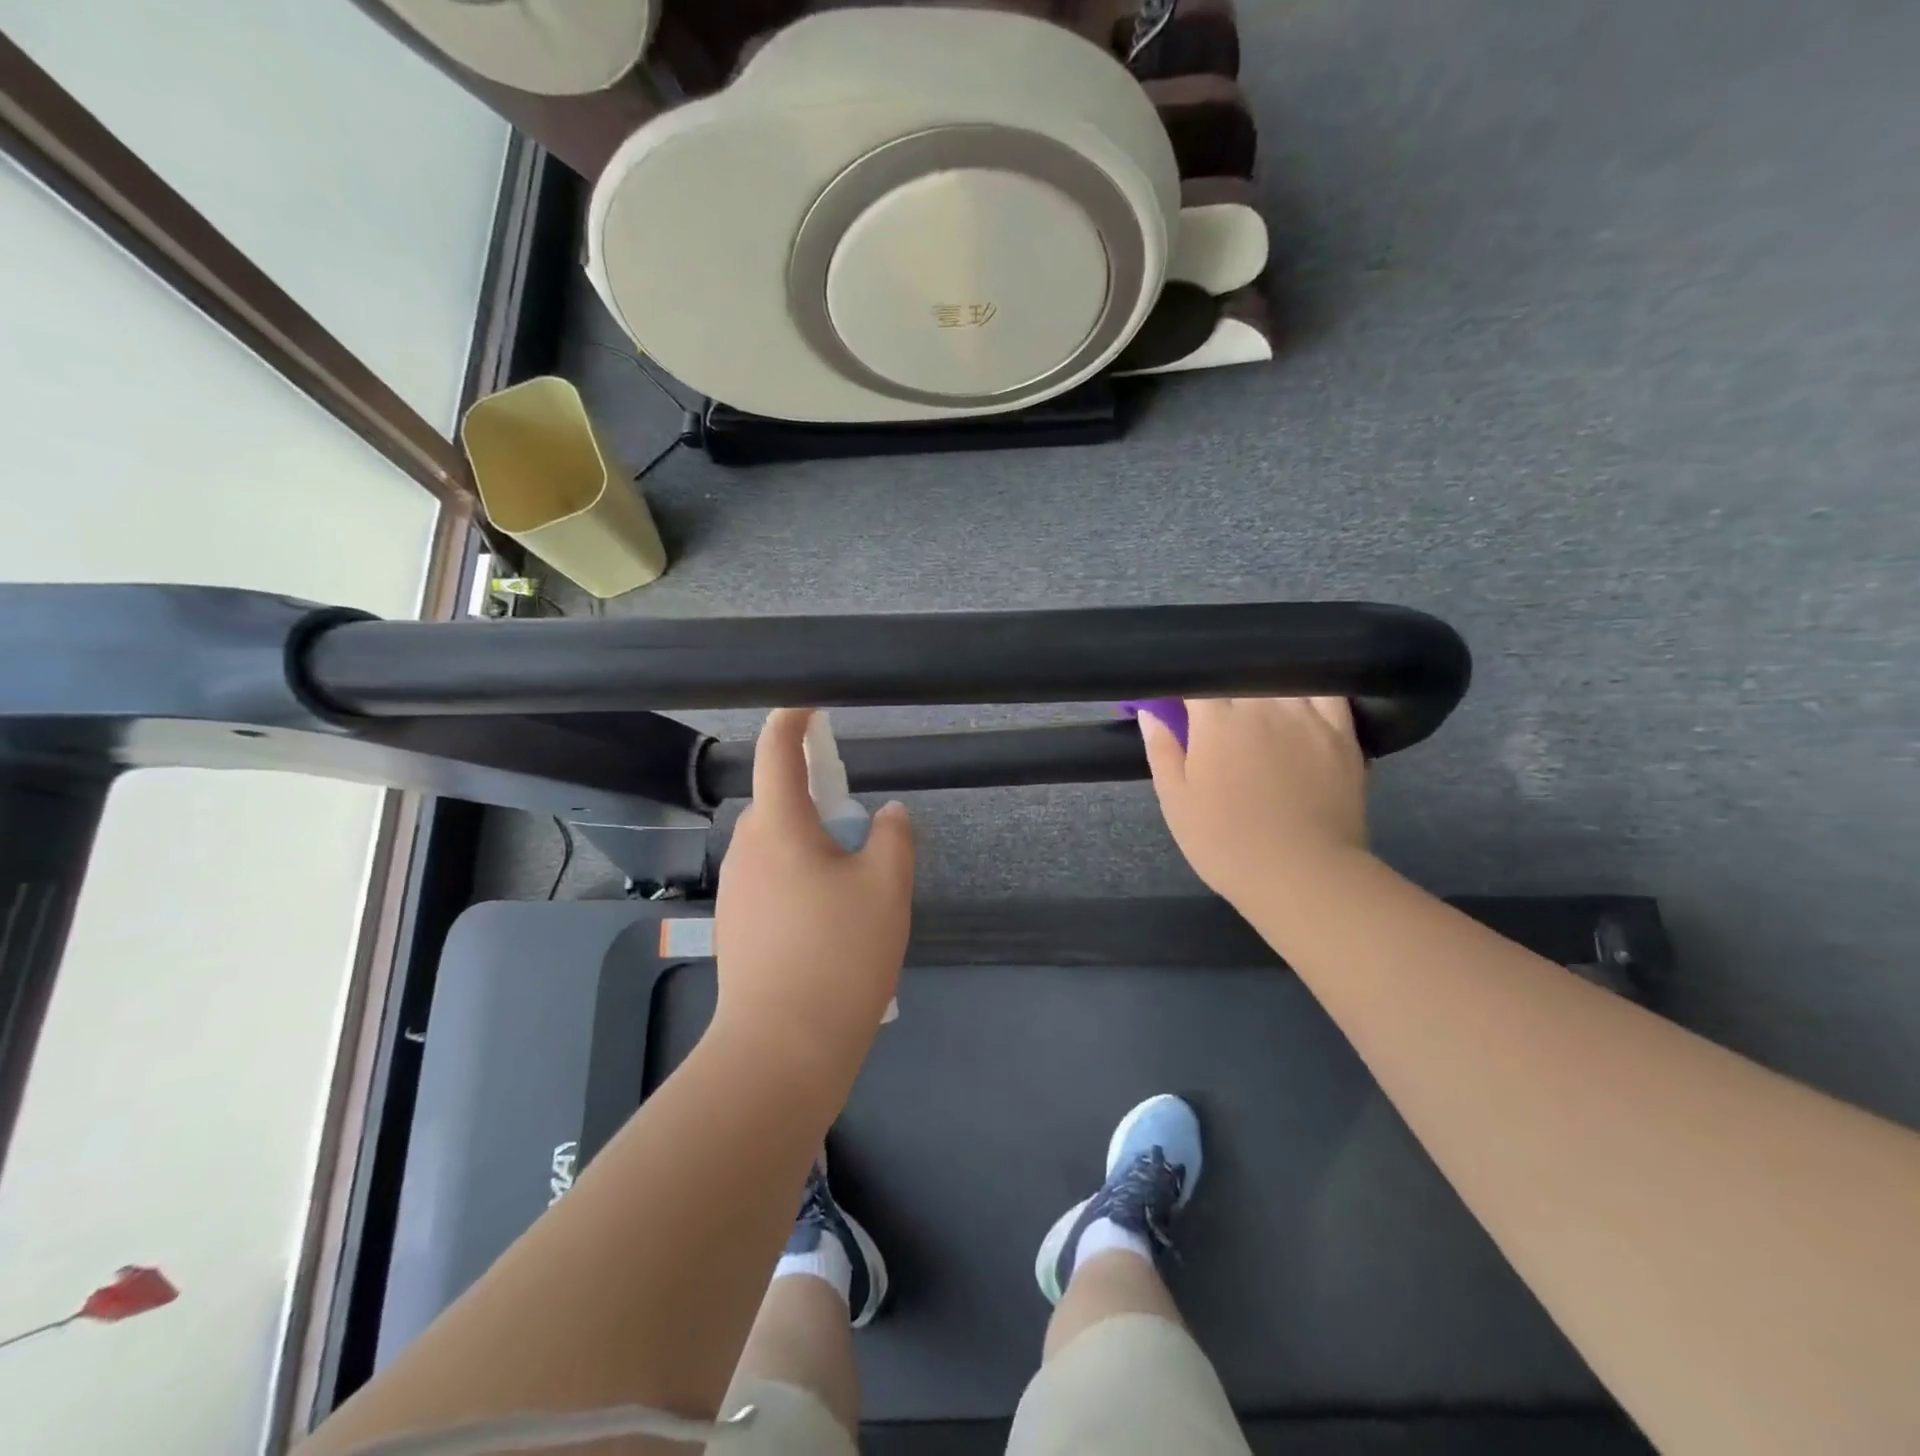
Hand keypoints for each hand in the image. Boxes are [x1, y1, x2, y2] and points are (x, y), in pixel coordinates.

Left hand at [714, 709, 914, 1074]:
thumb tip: (889, 813)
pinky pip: (772, 880)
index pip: (778, 752)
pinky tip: (829, 919)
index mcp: (779, 827)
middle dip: (815, 795)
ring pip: (777, 844)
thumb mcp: (885, 888)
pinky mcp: (737, 926)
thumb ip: (893, 837)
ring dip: (810, 842)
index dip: (793, 719)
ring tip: (852, 880)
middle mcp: (747, 849)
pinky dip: (799, 877)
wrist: (782, 1048)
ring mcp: (736, 890)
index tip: (810, 704)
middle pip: (780, 801)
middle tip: (857, 818)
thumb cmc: (839, 954)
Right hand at [1140, 697, 1367, 908]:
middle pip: (1240, 676)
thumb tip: (1149, 712)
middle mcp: (1263, 706)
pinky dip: (1311, 689)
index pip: (1197, 683)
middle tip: (1216, 713)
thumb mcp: (1177, 802)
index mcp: (1217, 721)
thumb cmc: (1226, 842)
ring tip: (1257, 704)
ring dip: (1264, 685)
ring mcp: (1307, 715)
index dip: (1185, 689)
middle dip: (1223, 686)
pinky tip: (1301, 698)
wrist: (1301, 874)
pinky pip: (1328, 693)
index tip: (1177, 703)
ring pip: (1281, 679)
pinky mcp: (1341, 732)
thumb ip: (1162, 750)